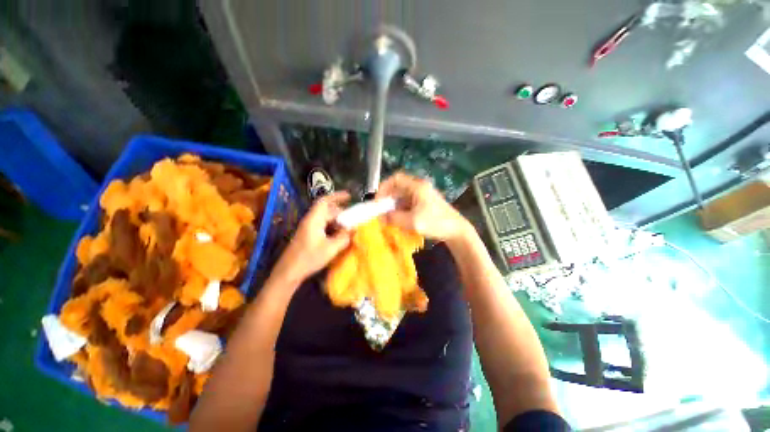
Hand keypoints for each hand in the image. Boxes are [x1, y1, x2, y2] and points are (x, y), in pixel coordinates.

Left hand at [271, 191, 351, 283]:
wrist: (288, 272)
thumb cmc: (309, 258)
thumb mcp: (331, 248)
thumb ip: (344, 237)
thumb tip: (354, 229)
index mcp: (314, 220)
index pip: (324, 201)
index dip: (337, 196)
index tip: (349, 196)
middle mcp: (311, 221)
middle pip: (327, 210)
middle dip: (341, 212)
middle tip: (354, 218)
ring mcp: (309, 228)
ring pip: (326, 219)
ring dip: (338, 221)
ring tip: (349, 228)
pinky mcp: (309, 235)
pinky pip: (323, 226)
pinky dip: (333, 228)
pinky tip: (340, 236)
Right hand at [376, 172, 470, 242]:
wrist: (456, 231)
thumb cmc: (435, 223)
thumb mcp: (412, 221)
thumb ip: (394, 218)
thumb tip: (381, 217)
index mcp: (417, 186)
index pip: (396, 179)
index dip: (384, 188)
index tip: (377, 201)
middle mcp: (419, 187)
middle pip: (398, 188)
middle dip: (388, 199)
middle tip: (381, 212)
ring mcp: (422, 195)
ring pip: (402, 196)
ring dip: (394, 206)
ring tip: (388, 218)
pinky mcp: (424, 203)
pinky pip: (408, 203)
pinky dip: (400, 210)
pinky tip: (398, 219)